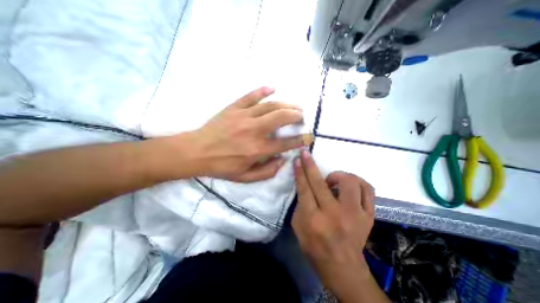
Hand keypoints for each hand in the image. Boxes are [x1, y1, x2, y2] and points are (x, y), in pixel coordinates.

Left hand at [187, 86, 309, 182]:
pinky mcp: (234, 108)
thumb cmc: (222, 167)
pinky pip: (251, 96)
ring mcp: (244, 116)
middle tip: (302, 116)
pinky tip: (273, 88)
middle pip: (281, 117)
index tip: (308, 137)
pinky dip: (263, 90)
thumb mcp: (245, 177)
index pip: (286, 143)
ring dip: (286, 104)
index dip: (300, 140)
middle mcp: (254, 130)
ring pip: (270, 105)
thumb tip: (283, 160)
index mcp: (257, 149)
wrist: (197, 152)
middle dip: (296, 116)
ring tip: (295, 105)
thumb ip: (267, 172)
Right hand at [292, 149, 375, 298]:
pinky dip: (357, 183)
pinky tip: (349, 186)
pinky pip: (368, 190)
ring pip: (350, 182)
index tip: (298, 158)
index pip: (305, 189)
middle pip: (321, 183)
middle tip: (306, 153)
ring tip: (332, 181)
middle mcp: (335, 215)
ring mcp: (355, 215)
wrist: (342, 267)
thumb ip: (300, 204)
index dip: (301, 171)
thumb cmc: (314, 247)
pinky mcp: (369, 216)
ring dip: (338, 175)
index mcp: (314, 220)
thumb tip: (304, 184)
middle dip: (311, 165)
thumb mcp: (298, 226)